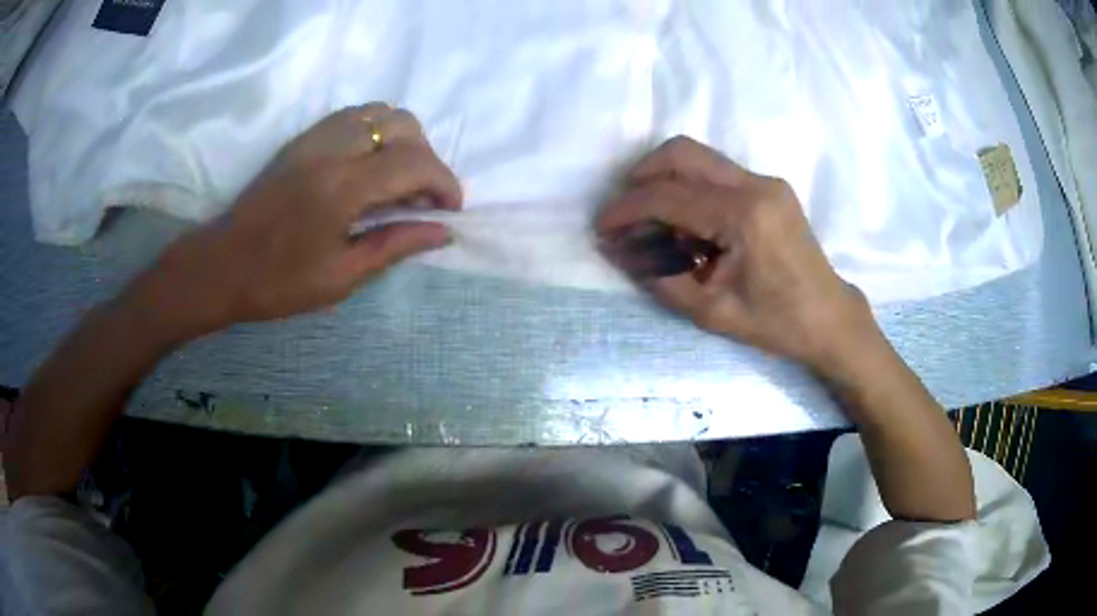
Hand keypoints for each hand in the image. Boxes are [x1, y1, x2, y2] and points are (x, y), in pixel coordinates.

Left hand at [132, 103, 461, 341]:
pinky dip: (375, 130)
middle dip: (427, 158)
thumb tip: (442, 232)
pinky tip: (370, 162)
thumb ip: (395, 245)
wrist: (222, 265)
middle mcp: (332, 150)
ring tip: (398, 177)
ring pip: (380, 111)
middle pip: (403, 125)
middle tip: (421, 196)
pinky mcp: (302, 138)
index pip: (415, 163)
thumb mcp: (341, 277)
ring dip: (402, 139)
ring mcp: (314, 138)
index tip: (449, 210)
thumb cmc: (279, 282)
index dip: (444, 183)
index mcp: (343, 189)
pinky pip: (353, 115)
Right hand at [598, 137, 876, 373]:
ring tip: (650, 220)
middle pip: (681, 153)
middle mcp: (755, 185)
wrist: (829, 317)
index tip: (601, 227)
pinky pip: (715, 173)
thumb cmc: (776, 323)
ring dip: (664, 180)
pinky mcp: (768, 187)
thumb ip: (659, 277)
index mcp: (744, 217)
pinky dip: (688, 189)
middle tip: (624, 212)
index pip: (669, 196)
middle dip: (641, 176)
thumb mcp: (711, 311)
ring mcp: (765, 181)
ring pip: (697, 157)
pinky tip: (685, 224)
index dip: (627, 209)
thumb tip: (617, 250)